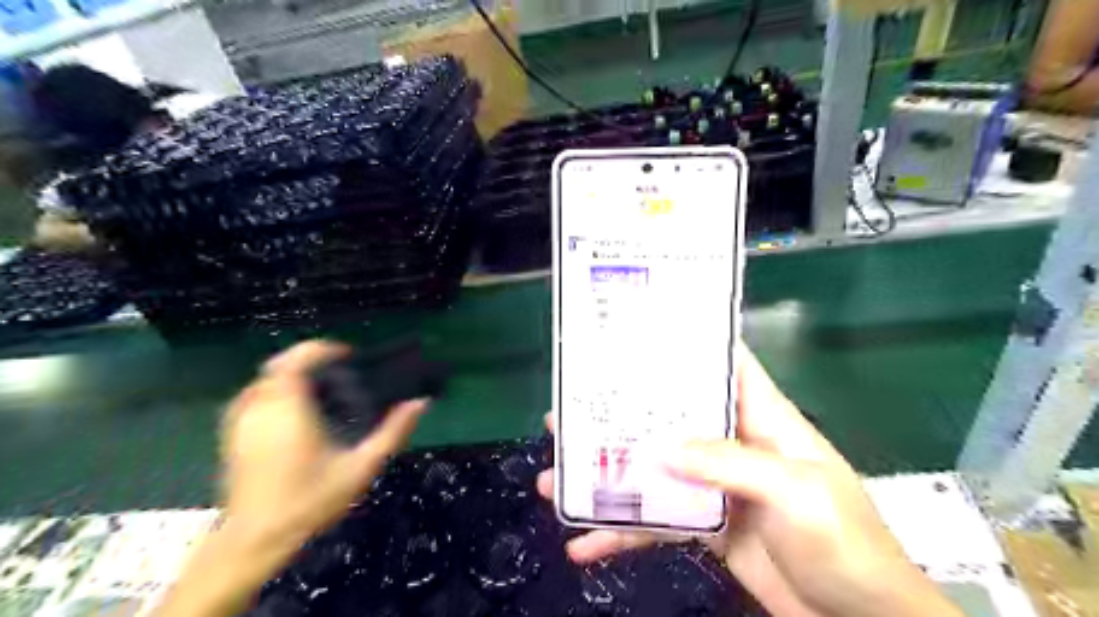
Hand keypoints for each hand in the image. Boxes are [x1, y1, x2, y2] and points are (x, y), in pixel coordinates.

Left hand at [219, 341, 425, 547]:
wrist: (254, 541)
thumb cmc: (310, 501)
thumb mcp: (360, 468)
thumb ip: (392, 433)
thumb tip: (420, 403)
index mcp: (289, 409)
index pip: (297, 359)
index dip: (322, 349)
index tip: (347, 354)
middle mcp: (260, 407)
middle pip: (278, 364)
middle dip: (308, 359)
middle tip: (339, 370)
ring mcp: (240, 421)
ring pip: (263, 379)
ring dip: (290, 374)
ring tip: (319, 387)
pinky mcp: (231, 436)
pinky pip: (251, 397)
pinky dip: (272, 390)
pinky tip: (291, 410)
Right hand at [539, 348, 963, 616]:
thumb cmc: (844, 543)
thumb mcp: (794, 493)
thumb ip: (730, 464)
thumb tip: (661, 447)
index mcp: (762, 419)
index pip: (722, 367)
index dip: (684, 346)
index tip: (633, 338)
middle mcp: (733, 443)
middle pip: (669, 419)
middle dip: (620, 417)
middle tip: (568, 416)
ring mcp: (715, 486)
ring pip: (653, 471)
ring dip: (607, 478)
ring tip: (555, 480)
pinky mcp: (706, 525)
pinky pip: (656, 522)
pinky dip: (623, 533)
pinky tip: (586, 544)